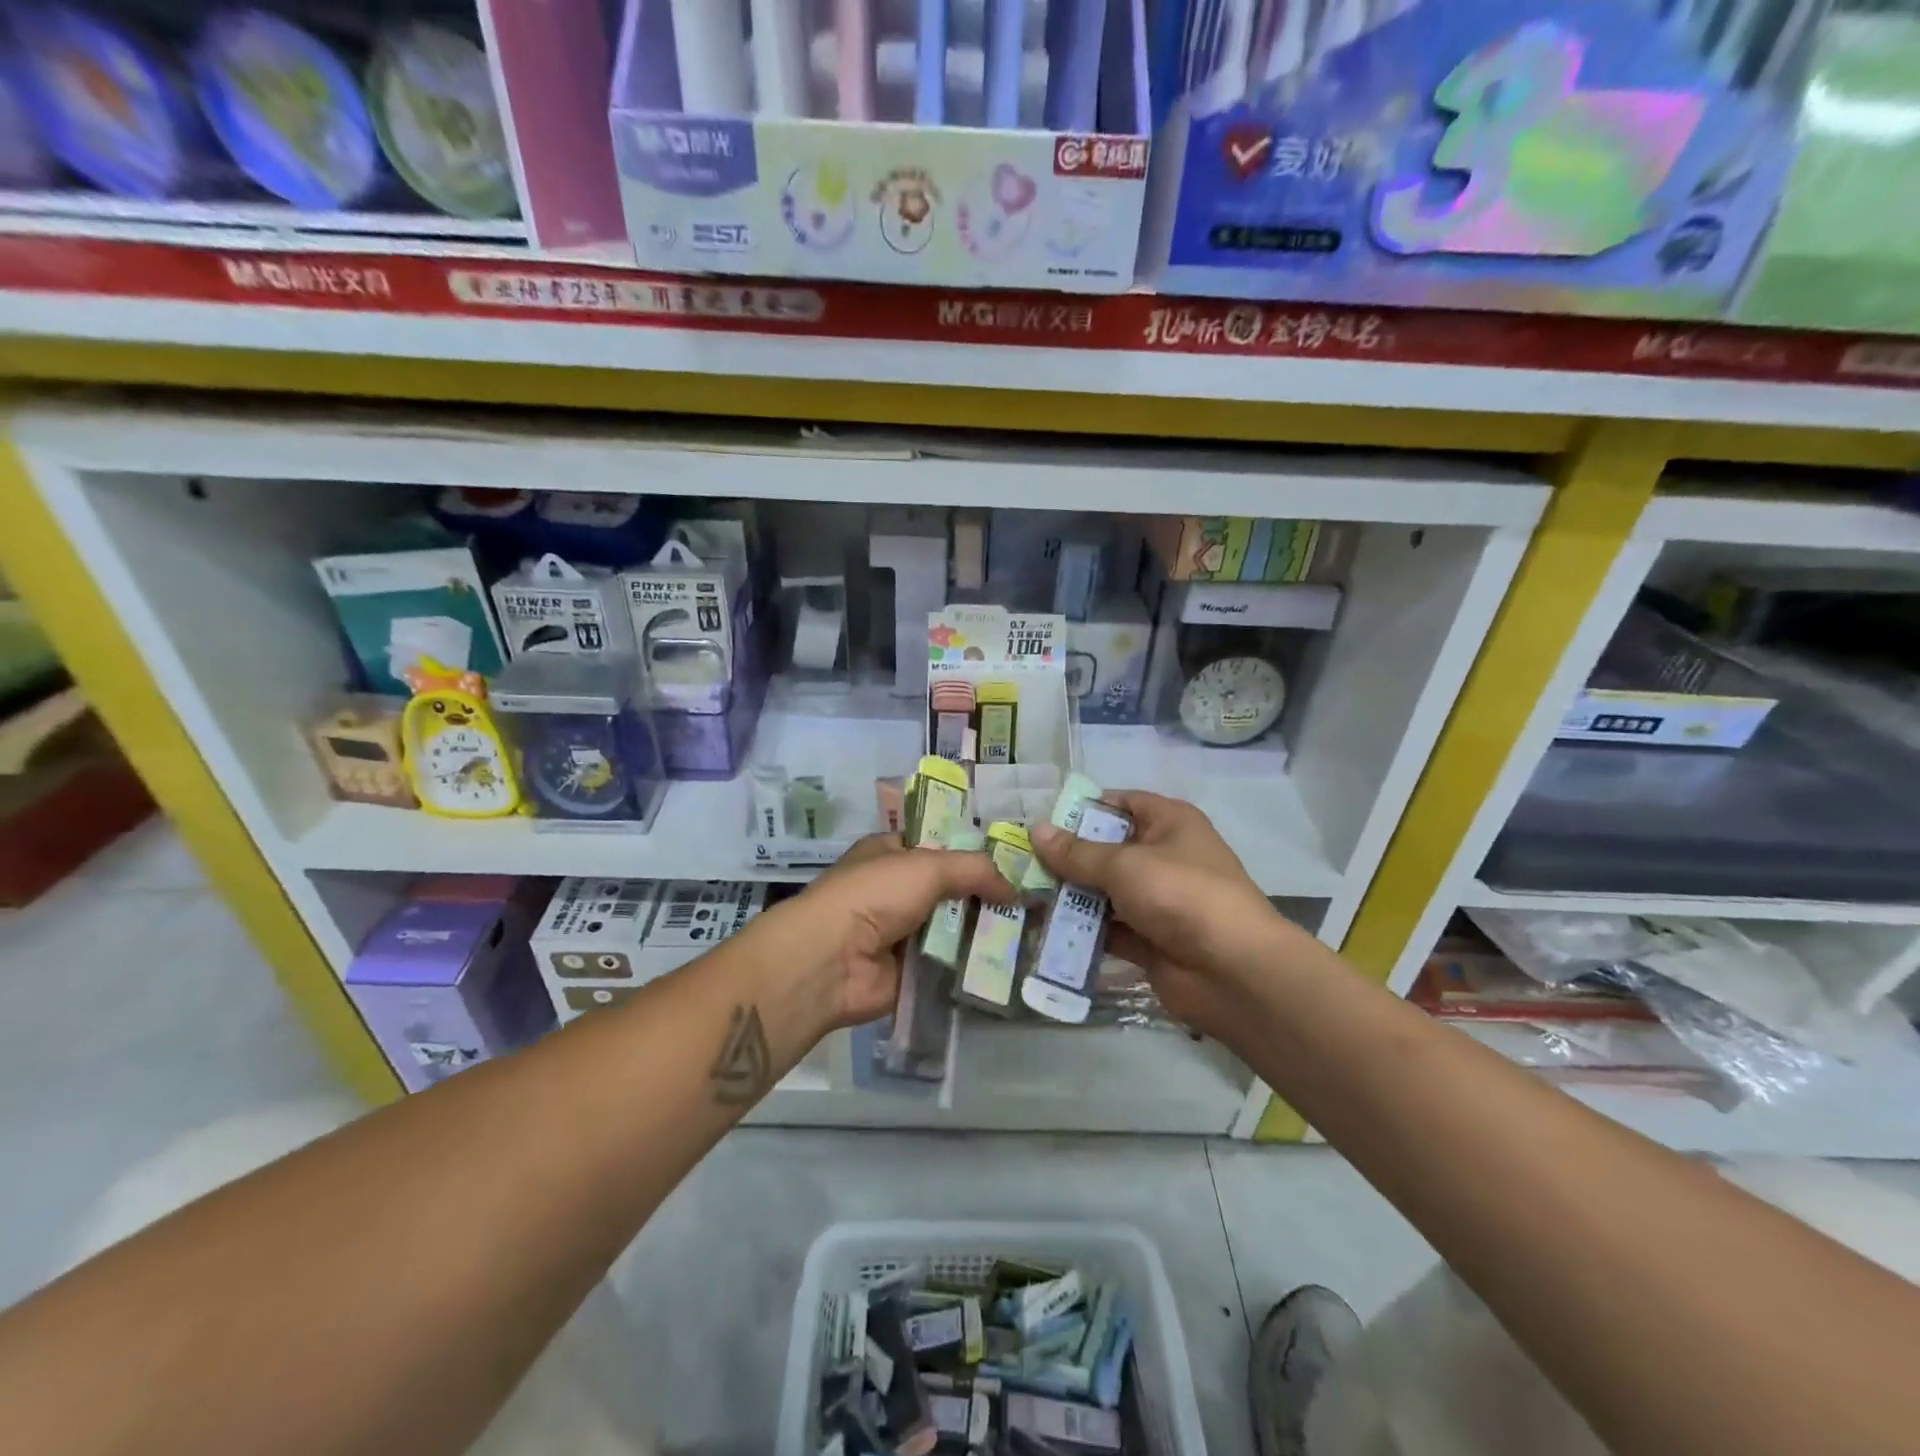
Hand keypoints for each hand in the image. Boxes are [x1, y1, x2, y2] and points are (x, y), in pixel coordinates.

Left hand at [762, 834, 1011, 1035]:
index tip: (1015, 863)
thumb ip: (975, 870)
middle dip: (985, 896)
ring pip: (952, 929)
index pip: (938, 847)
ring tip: (1032, 934)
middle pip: (950, 890)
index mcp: (890, 854)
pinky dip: (972, 966)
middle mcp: (894, 891)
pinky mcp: (909, 972)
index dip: (973, 853)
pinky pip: (948, 965)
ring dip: (983, 933)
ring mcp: (901, 934)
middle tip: (1032, 902)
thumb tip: (1015, 888)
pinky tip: (1009, 965)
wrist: (831, 961)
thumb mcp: (928, 866)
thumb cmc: (874, 895)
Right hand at [1031, 791, 1281, 1040]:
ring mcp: (1157, 901)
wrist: (1234, 972)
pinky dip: (1081, 931)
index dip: (1083, 809)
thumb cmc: (1181, 895)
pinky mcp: (1149, 940)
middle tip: (1020, 862)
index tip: (1041, 822)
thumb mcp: (1125, 865)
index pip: (1121, 803)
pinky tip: (1043, 930)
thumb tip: (1036, 830)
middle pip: (1107, 850)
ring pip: (1104, 892)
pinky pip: (1108, 929)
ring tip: (1022, 895)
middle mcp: (1164, 856)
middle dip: (1067, 857)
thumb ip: (1077, 853)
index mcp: (1169, 823)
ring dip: (1070, 896)